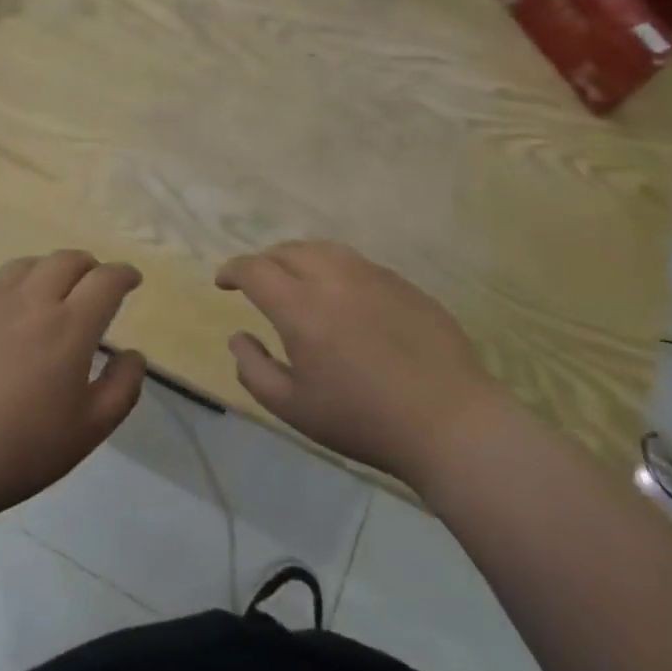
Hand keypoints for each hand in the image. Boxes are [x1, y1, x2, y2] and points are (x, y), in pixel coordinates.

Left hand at [0, 251, 146, 530]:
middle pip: (68, 260)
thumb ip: (122, 388)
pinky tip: (9, 312)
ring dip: (51, 270)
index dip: (124, 275)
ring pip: (29, 264)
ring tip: (53, 292)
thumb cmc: (17, 451)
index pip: (106, 281)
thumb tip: (133, 354)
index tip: (132, 280)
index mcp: (68, 326)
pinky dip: (15, 285)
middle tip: (95, 285)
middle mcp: (31, 299)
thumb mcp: (87, 431)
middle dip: (90, 267)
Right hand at [217, 241, 501, 486]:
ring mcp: (373, 276)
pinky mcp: (403, 284)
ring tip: (295, 278)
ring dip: (299, 258)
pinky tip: (342, 295)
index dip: (233, 270)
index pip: (255, 270)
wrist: (449, 421)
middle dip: (264, 261)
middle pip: (288, 251)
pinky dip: (335, 269)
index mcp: (301, 306)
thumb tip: (238, 336)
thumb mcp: (294, 407)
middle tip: (257, 281)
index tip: (222, 282)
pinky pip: (358, 264)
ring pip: (325, 249)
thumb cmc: (363, 419)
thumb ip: (254, 370)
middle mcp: (334, 278)